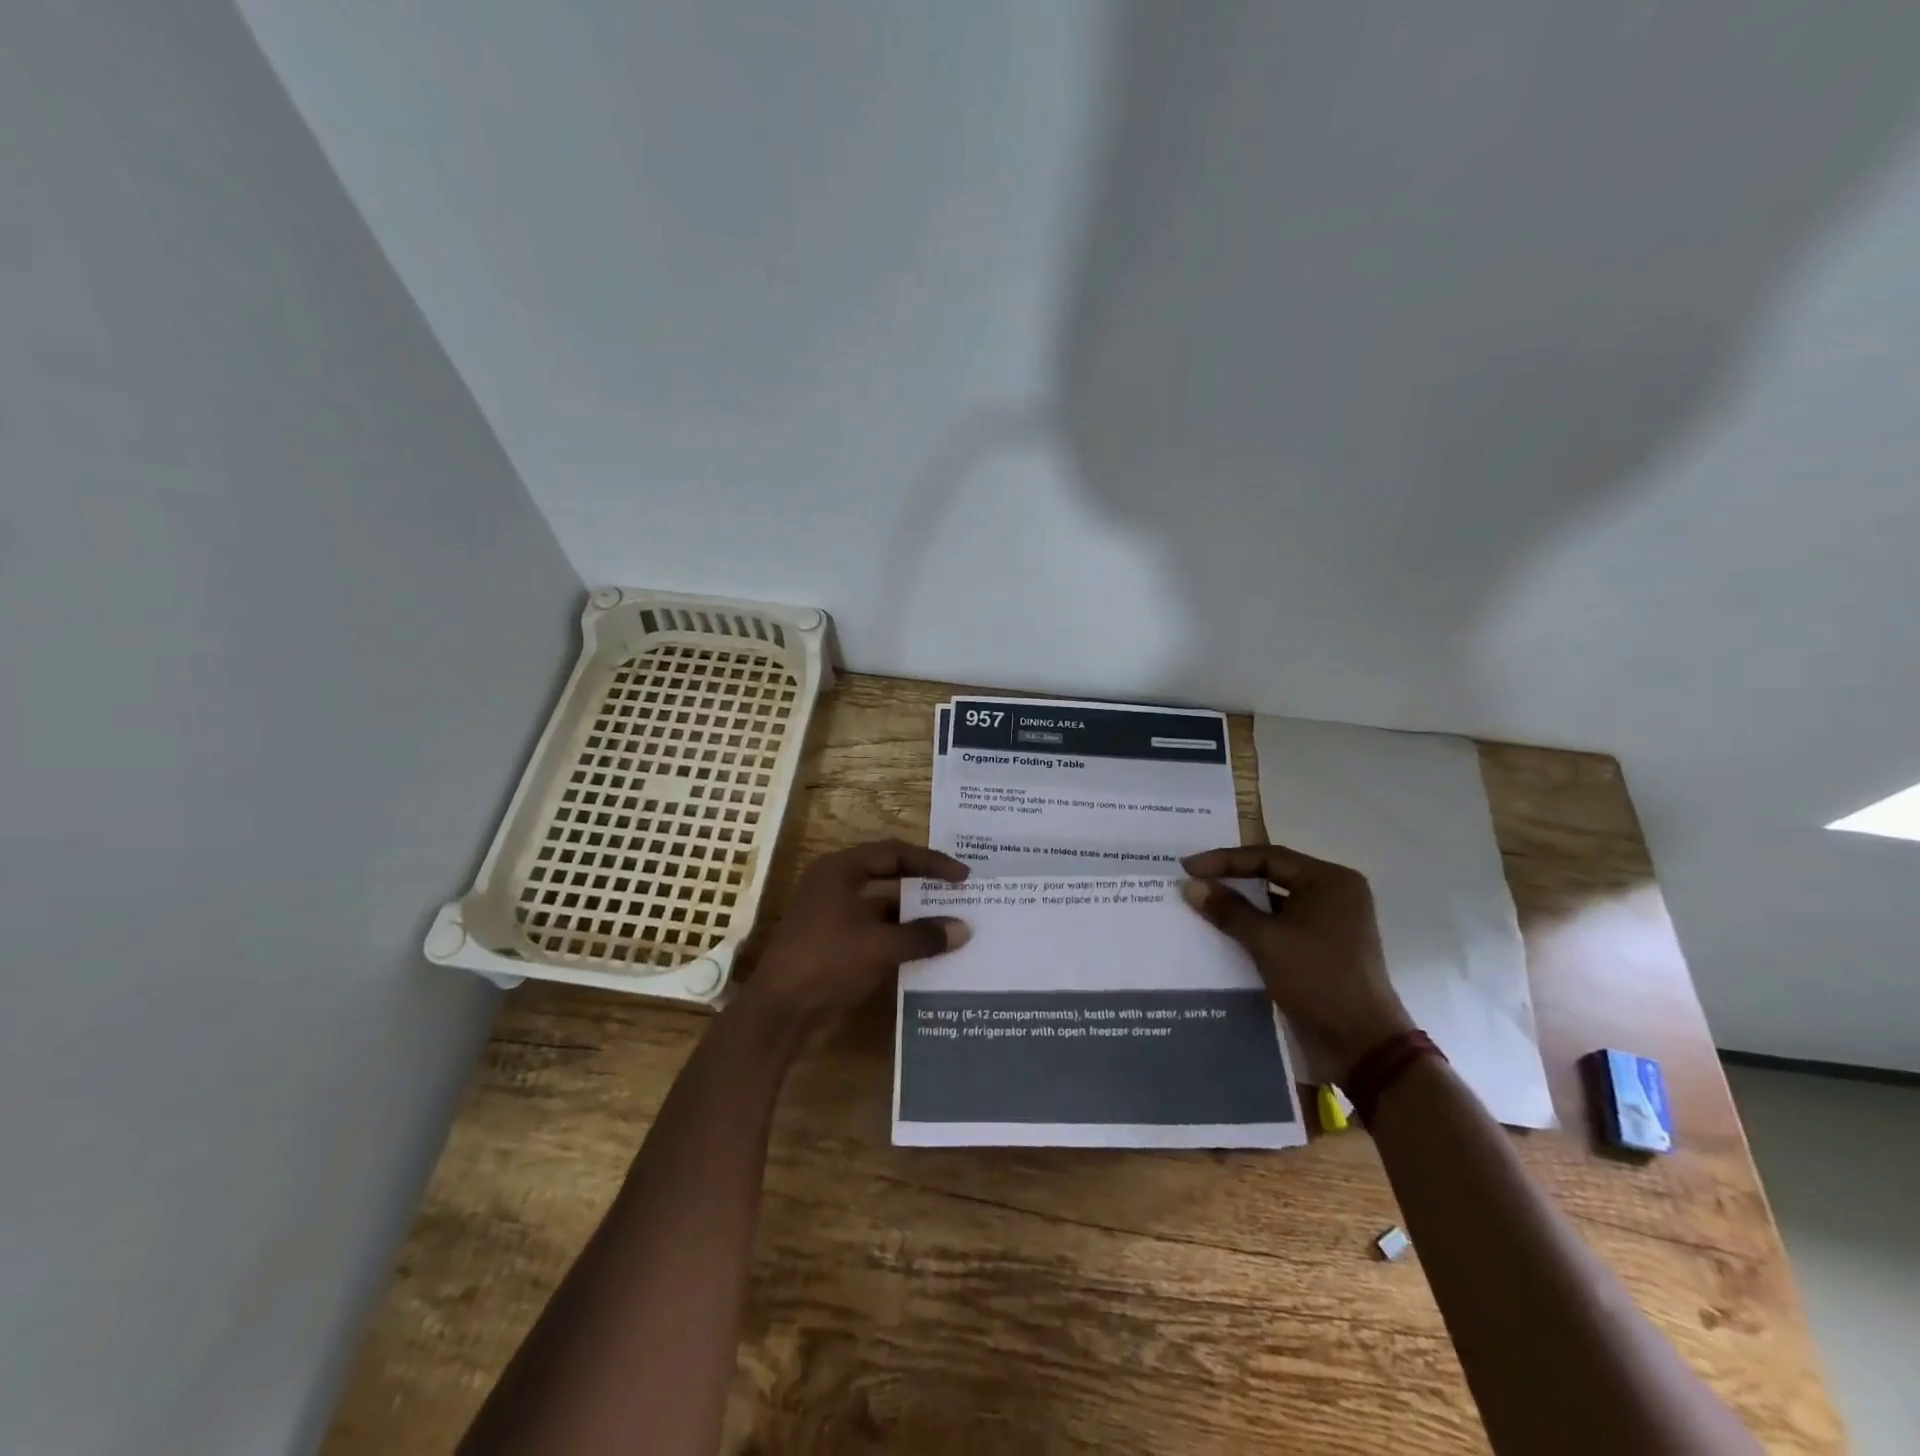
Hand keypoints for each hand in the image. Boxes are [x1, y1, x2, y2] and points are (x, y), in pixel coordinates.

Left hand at [738, 839, 970, 1035]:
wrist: (779, 1012)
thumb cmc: (827, 962)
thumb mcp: (879, 947)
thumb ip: (922, 935)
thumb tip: (963, 929)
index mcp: (840, 870)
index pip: (894, 853)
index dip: (931, 862)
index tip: (963, 876)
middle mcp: (835, 884)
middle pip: (888, 875)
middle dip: (925, 886)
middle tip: (961, 894)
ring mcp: (832, 914)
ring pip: (883, 905)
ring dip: (914, 914)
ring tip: (952, 923)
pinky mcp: (834, 941)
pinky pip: (875, 929)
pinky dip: (900, 935)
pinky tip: (927, 949)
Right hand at [1180, 845, 1412, 1083]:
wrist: (1361, 1044)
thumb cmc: (1318, 979)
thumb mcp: (1266, 940)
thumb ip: (1227, 909)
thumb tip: (1190, 886)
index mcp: (1330, 881)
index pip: (1268, 857)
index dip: (1224, 860)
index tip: (1188, 866)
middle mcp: (1334, 895)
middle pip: (1272, 876)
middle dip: (1231, 879)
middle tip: (1192, 879)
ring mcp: (1330, 923)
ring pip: (1274, 903)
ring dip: (1240, 905)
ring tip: (1200, 903)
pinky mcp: (1321, 949)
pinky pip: (1280, 926)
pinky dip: (1253, 927)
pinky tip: (1222, 932)